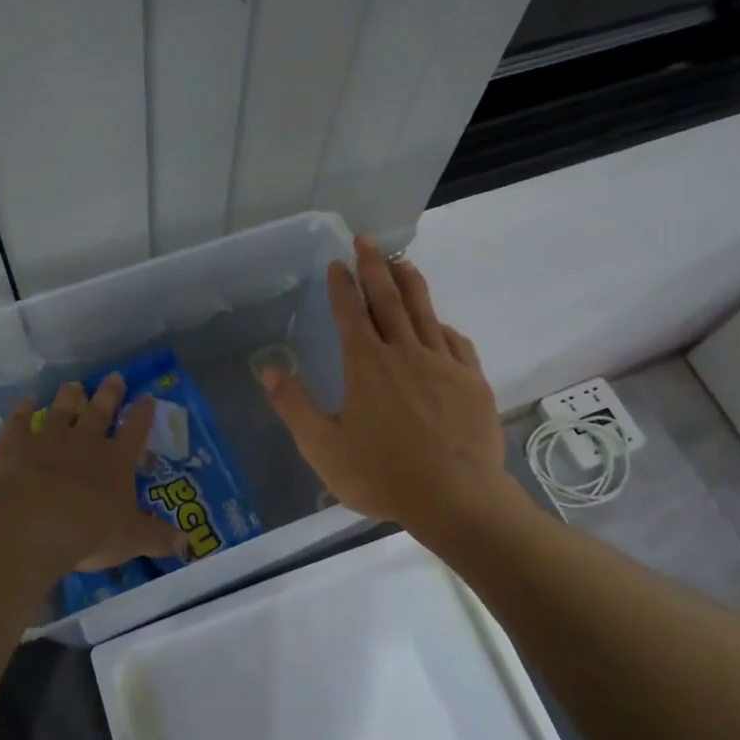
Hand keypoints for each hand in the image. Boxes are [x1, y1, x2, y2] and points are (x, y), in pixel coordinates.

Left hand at [0, 373, 182, 571]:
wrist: (35, 523)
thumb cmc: (91, 530)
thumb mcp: (132, 539)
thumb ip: (158, 538)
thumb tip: (185, 544)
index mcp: (116, 460)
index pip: (135, 431)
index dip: (143, 414)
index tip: (148, 397)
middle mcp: (84, 441)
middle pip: (99, 410)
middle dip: (109, 394)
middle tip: (114, 377)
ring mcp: (48, 439)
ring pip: (60, 410)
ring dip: (68, 397)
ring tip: (73, 385)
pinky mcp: (14, 446)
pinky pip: (18, 423)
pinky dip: (20, 412)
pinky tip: (23, 402)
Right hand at [260, 235, 506, 532]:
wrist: (456, 499)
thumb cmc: (382, 475)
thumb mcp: (323, 447)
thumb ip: (294, 406)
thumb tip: (268, 369)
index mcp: (367, 365)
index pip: (351, 313)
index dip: (342, 286)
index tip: (337, 263)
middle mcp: (405, 354)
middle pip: (389, 301)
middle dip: (374, 268)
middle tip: (366, 241)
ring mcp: (444, 365)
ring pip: (425, 313)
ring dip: (411, 284)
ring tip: (402, 262)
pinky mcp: (472, 382)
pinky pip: (457, 344)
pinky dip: (444, 327)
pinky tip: (442, 325)